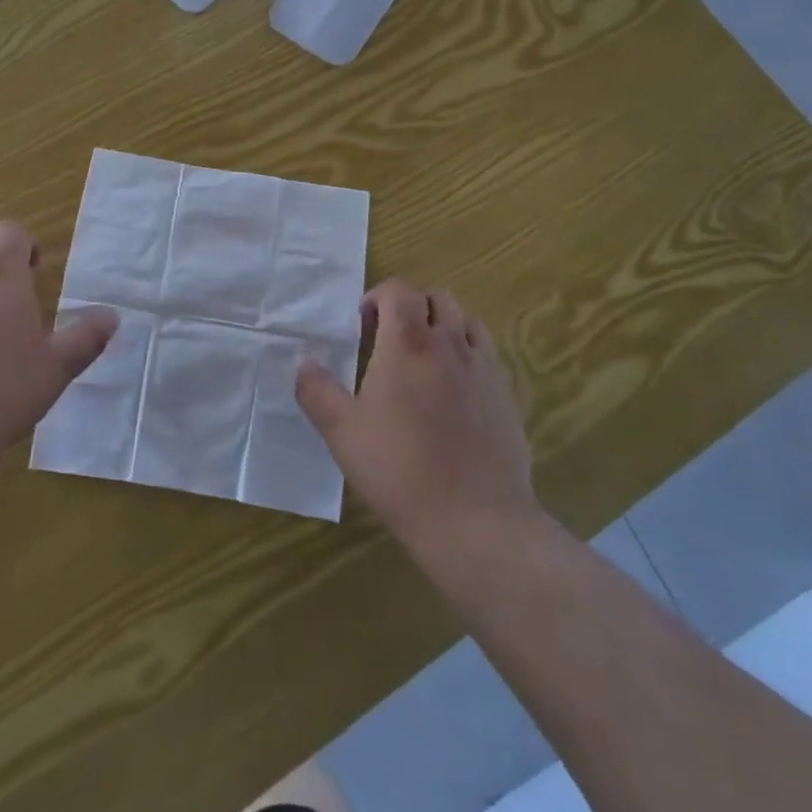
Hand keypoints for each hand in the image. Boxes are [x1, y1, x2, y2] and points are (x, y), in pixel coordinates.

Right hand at [297, 278, 540, 554]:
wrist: (475, 521)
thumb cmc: (399, 470)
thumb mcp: (341, 432)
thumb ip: (316, 390)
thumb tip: (304, 363)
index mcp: (408, 343)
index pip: (400, 290)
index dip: (378, 297)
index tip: (363, 326)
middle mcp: (450, 344)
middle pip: (437, 297)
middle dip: (411, 307)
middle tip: (390, 340)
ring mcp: (484, 369)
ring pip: (466, 321)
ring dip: (443, 326)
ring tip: (424, 360)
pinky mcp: (507, 396)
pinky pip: (487, 355)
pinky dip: (467, 354)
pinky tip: (453, 392)